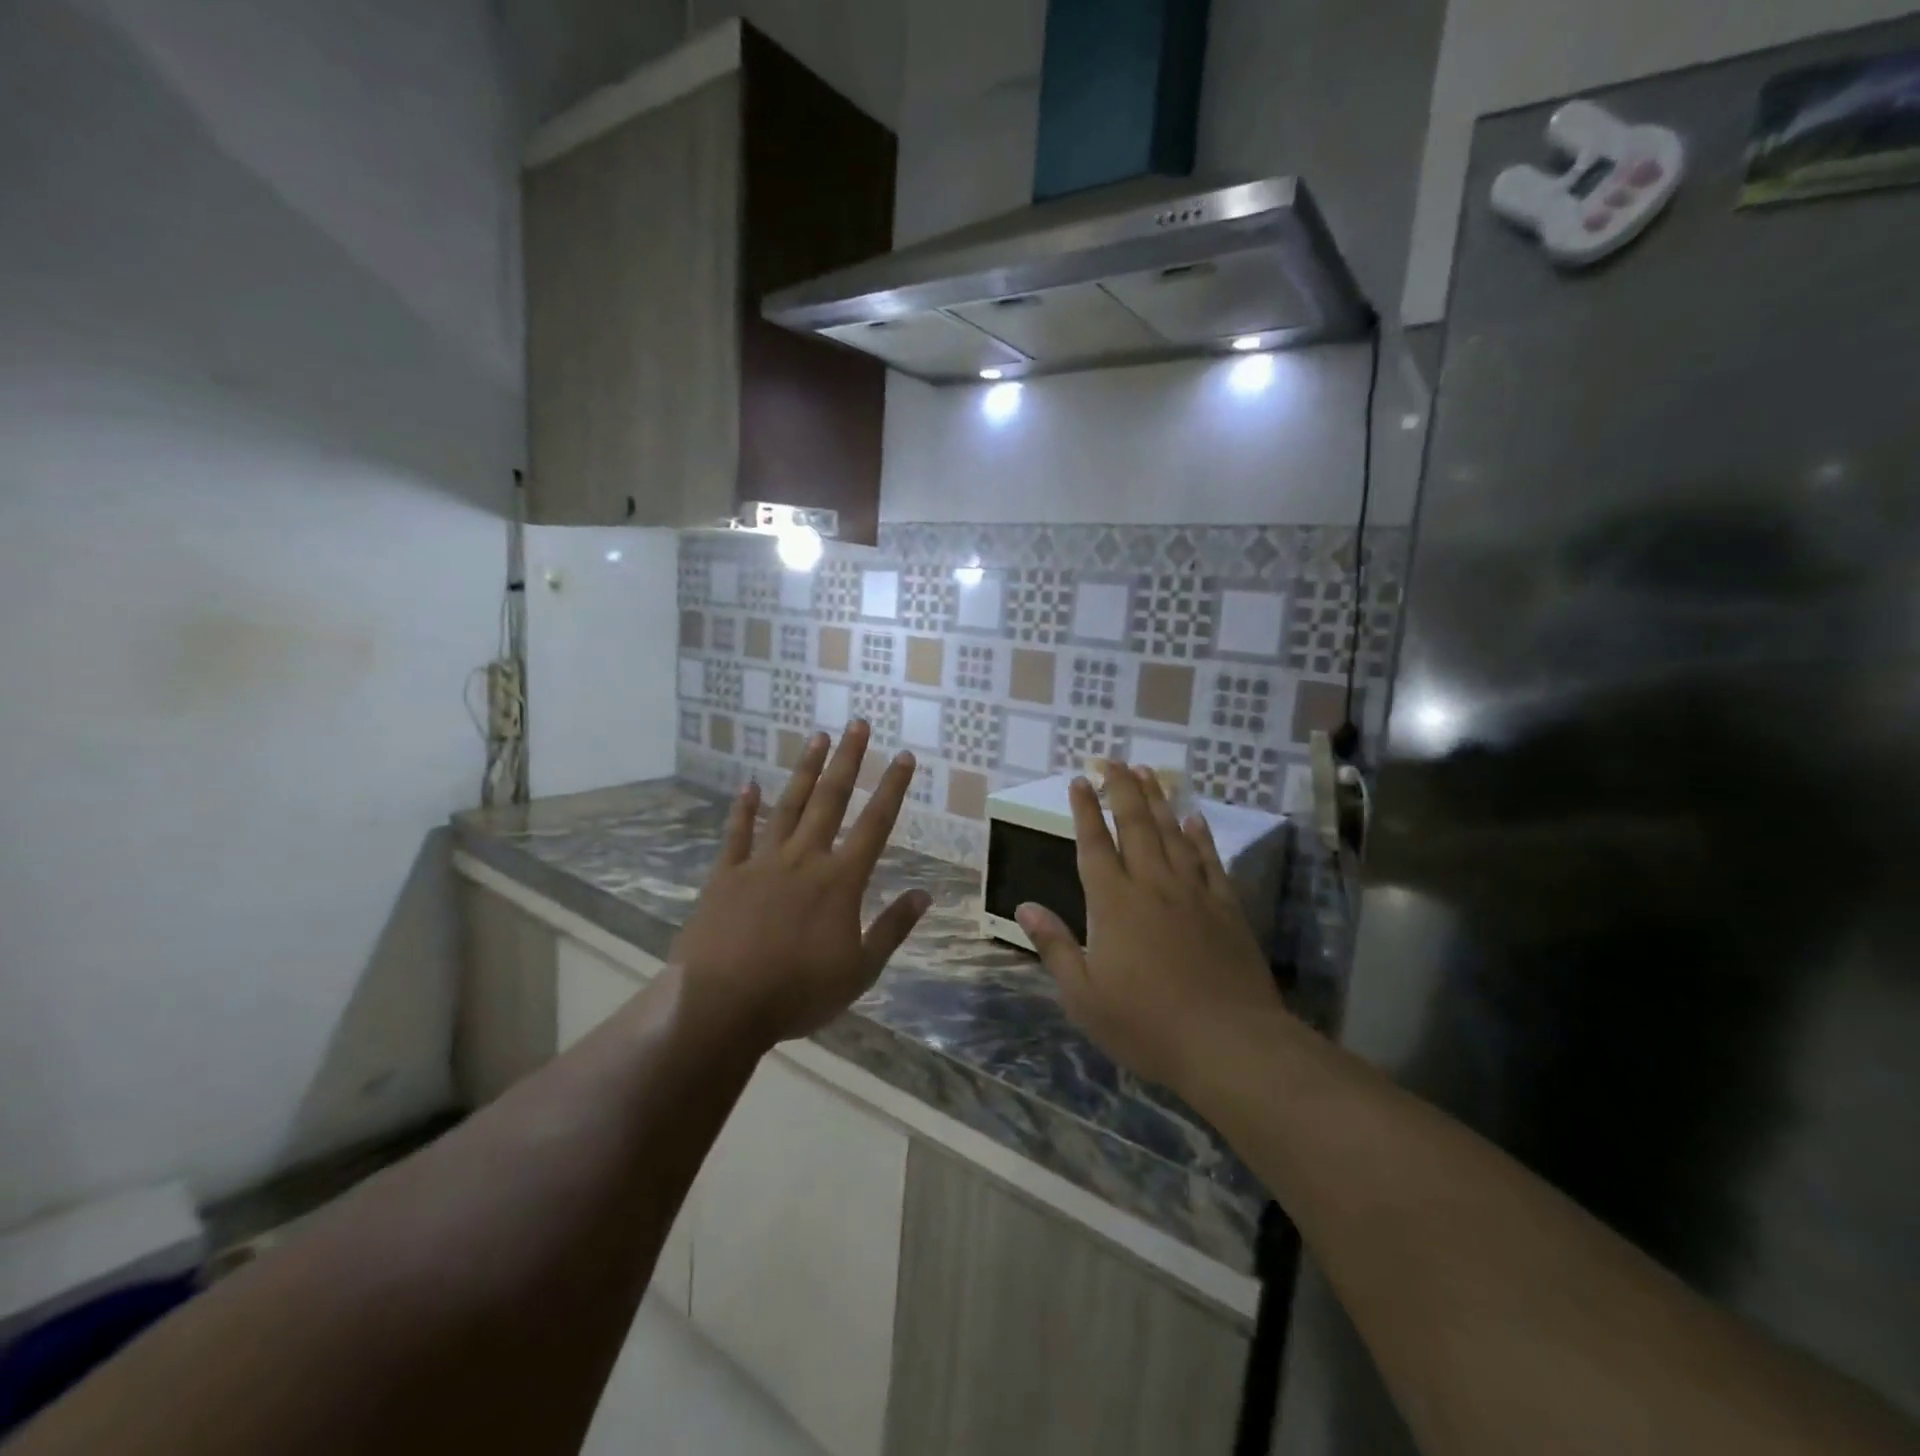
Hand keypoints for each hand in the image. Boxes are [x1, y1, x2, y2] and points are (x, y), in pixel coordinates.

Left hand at [671, 721, 930, 1048]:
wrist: (722, 1006)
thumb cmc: (798, 992)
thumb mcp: (860, 970)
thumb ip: (893, 928)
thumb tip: (925, 894)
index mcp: (840, 880)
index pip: (875, 823)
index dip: (892, 787)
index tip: (903, 756)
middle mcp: (804, 858)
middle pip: (831, 799)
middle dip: (847, 760)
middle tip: (857, 724)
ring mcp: (761, 862)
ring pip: (788, 806)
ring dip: (805, 771)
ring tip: (817, 738)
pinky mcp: (725, 875)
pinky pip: (737, 834)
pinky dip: (743, 809)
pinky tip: (748, 785)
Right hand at [1017, 766, 1284, 1093]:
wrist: (1228, 1042)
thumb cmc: (1146, 1024)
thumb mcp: (1084, 995)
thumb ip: (1055, 946)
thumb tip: (1026, 906)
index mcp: (1113, 903)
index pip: (1094, 844)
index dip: (1085, 810)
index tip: (1080, 780)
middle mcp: (1151, 885)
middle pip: (1135, 825)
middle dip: (1122, 789)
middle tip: (1115, 761)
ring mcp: (1193, 892)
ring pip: (1172, 833)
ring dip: (1158, 800)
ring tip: (1149, 772)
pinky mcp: (1226, 907)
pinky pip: (1210, 860)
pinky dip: (1200, 835)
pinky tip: (1194, 818)